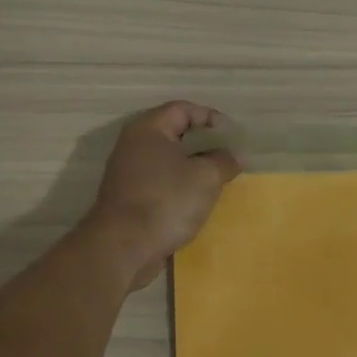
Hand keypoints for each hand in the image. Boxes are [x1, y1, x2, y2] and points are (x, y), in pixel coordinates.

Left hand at [86, 102, 240, 288]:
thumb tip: (234, 155)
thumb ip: (224, 160)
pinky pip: (160, 181)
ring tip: (217, 180)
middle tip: (227, 157)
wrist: (122, 248)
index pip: (183, 109)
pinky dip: (179, 186)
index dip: (211, 118)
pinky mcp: (129, 197)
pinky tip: (196, 201)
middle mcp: (134, 145)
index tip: (232, 137)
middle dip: (204, 144)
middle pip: (175, 133)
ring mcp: (128, 172)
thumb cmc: (166, 201)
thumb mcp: (206, 177)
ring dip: (193, 167)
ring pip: (168, 160)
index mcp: (149, 129)